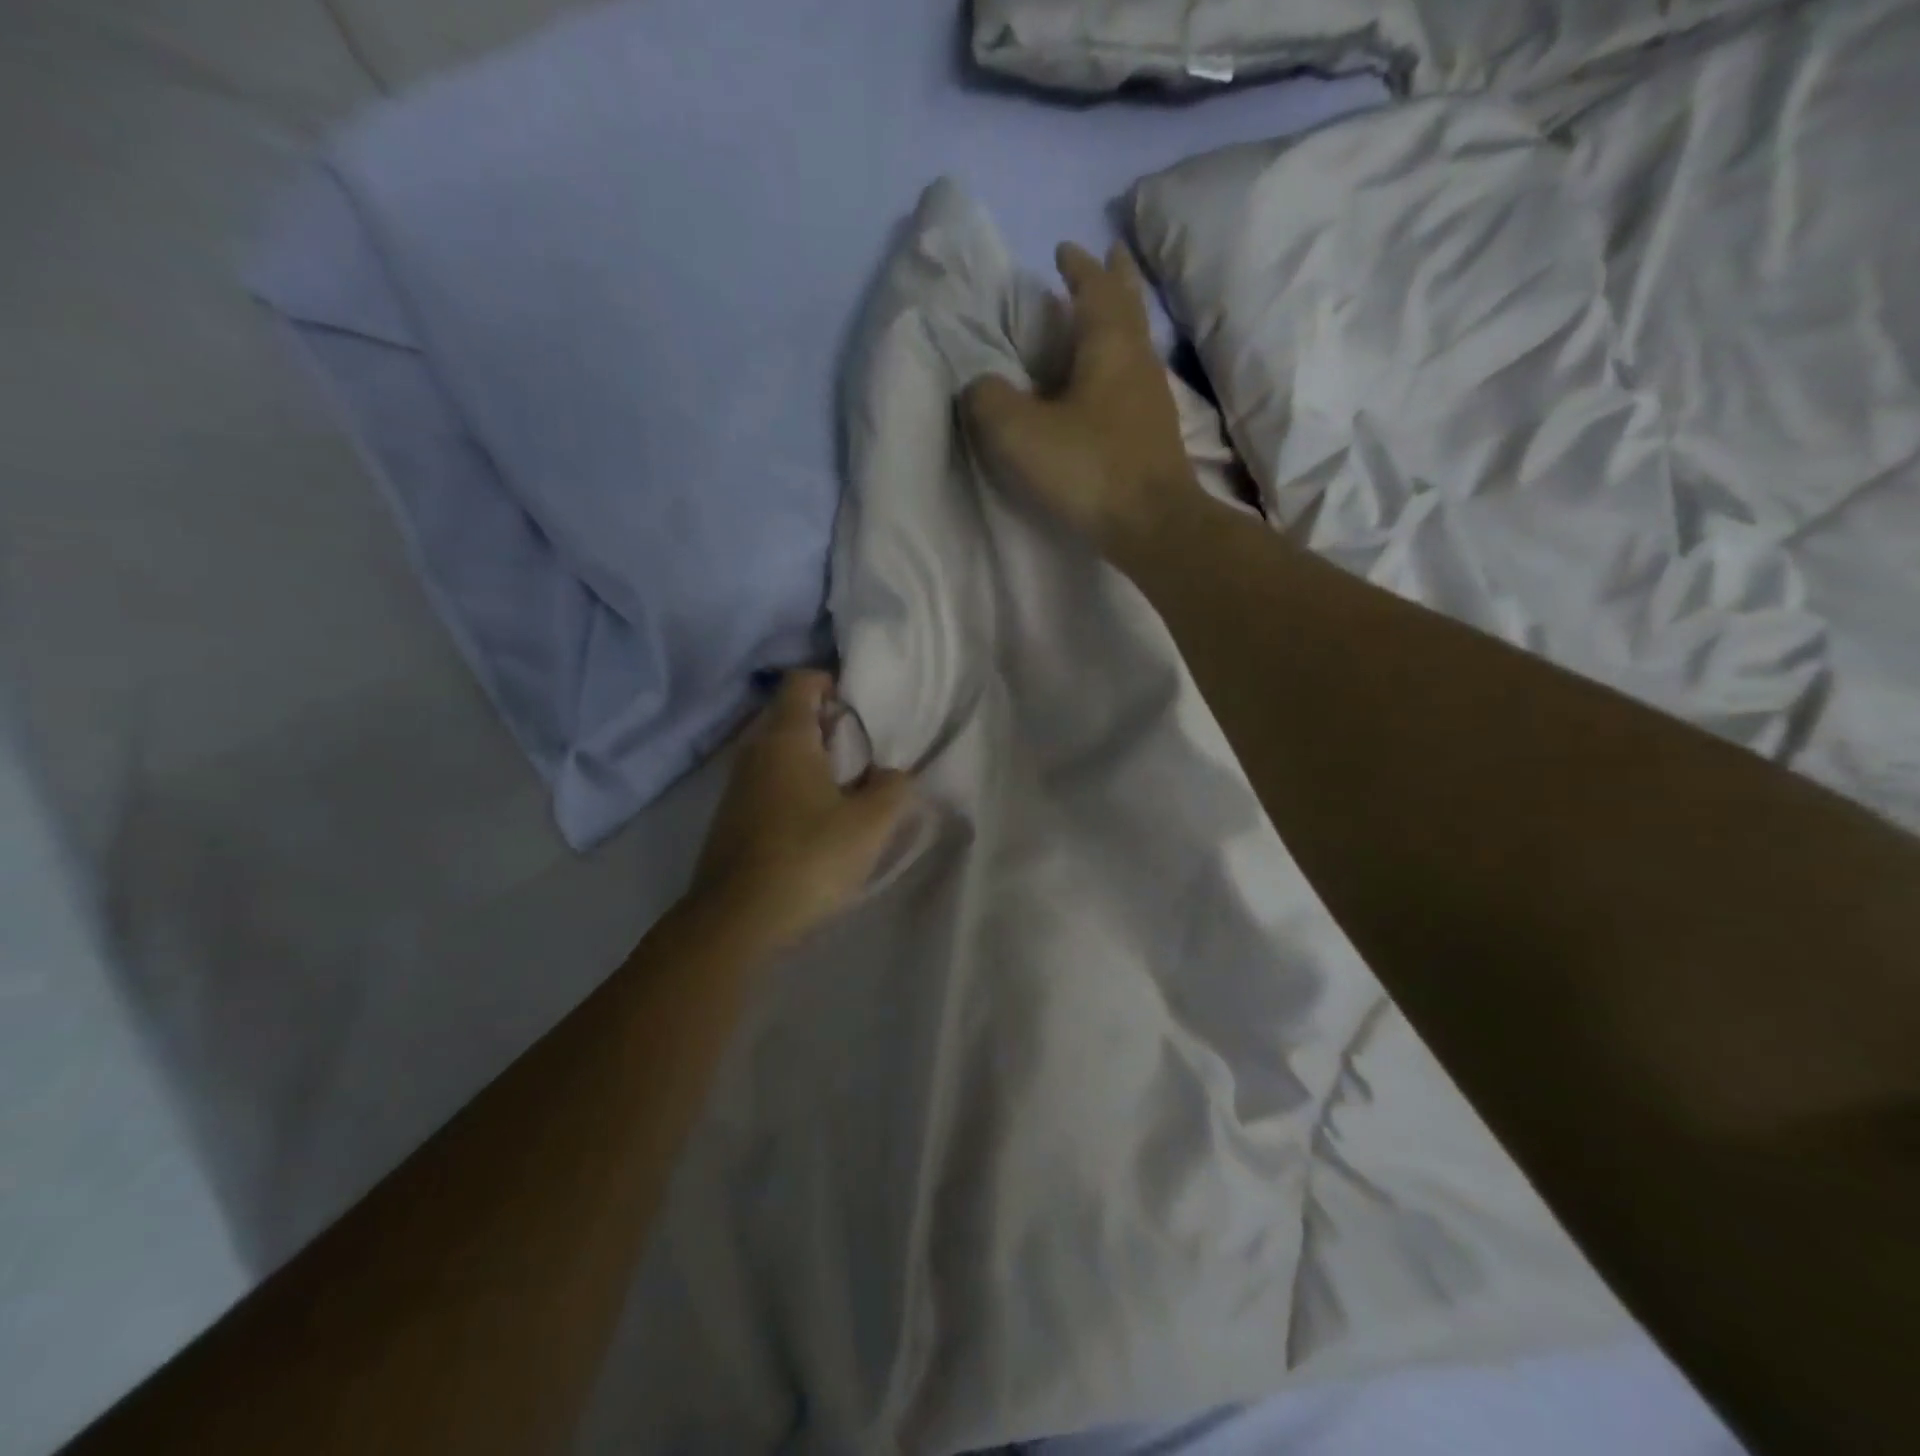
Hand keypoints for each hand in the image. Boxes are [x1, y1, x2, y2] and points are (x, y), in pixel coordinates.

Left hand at [690, 670, 912, 950]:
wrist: (736, 921)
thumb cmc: (808, 858)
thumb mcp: (870, 824)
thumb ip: (894, 788)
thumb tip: (893, 774)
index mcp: (786, 737)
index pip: (802, 681)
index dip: (833, 682)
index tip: (863, 706)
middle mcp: (755, 751)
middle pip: (791, 715)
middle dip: (830, 724)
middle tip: (867, 749)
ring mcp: (737, 785)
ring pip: (780, 752)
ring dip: (814, 759)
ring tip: (851, 786)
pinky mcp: (732, 817)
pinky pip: (769, 782)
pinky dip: (796, 785)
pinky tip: (819, 819)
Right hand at [962, 241, 1200, 559]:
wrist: (1151, 524)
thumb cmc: (1088, 468)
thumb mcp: (1019, 433)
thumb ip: (989, 400)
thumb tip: (980, 386)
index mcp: (1109, 345)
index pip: (1095, 289)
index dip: (1079, 267)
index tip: (1064, 248)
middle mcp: (1138, 362)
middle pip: (1129, 307)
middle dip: (1115, 279)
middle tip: (1108, 256)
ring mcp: (1152, 400)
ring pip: (1136, 343)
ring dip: (1119, 322)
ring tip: (1101, 318)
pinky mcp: (1153, 435)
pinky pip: (1133, 380)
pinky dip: (1118, 365)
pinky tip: (1106, 384)